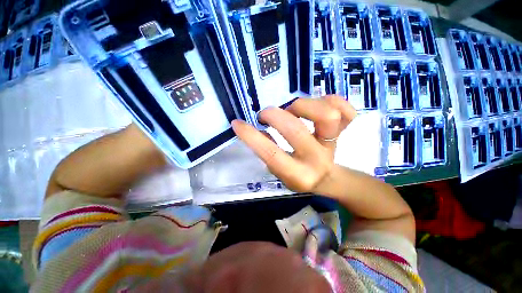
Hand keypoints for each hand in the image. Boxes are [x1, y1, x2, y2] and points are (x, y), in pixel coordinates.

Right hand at [232, 95, 356, 192]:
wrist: (328, 177)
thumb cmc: (300, 175)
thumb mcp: (279, 171)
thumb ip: (267, 152)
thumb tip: (256, 130)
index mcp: (298, 174)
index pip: (271, 154)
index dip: (251, 137)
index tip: (237, 123)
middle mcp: (316, 158)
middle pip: (295, 130)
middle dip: (274, 116)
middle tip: (265, 115)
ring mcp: (333, 143)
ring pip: (326, 115)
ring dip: (302, 106)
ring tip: (293, 110)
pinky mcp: (345, 131)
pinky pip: (346, 110)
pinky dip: (331, 100)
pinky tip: (318, 104)